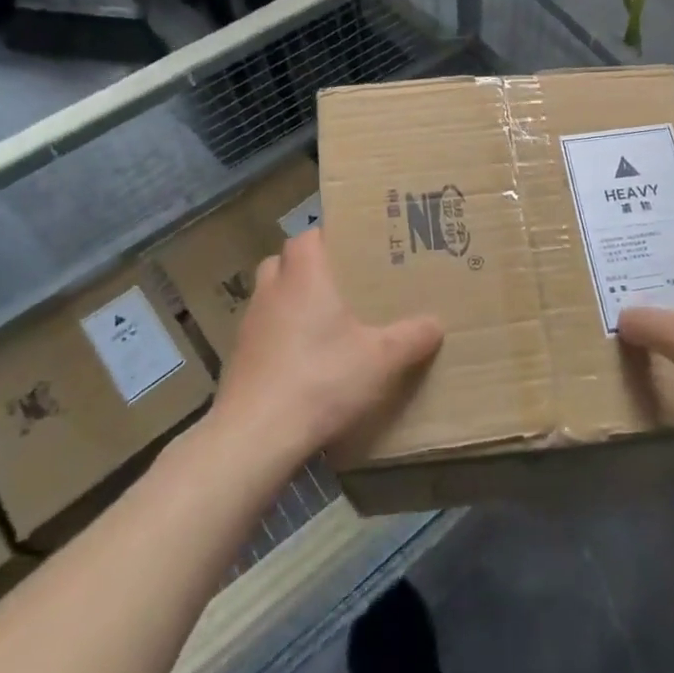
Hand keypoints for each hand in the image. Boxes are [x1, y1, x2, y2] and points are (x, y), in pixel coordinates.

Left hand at [210, 227, 442, 469]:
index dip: (326, 236)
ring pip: (269, 298)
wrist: (255, 436)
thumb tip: (435, 324)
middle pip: (282, 262)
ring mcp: (248, 326)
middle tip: (340, 284)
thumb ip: (411, 338)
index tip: (351, 247)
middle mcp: (271, 292)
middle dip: (307, 268)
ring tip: (322, 325)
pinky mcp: (238, 360)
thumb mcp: (380, 360)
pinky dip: (279, 338)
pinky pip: (262, 333)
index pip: (306, 236)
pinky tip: (302, 363)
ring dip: (290, 303)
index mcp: (303, 278)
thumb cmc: (321, 380)